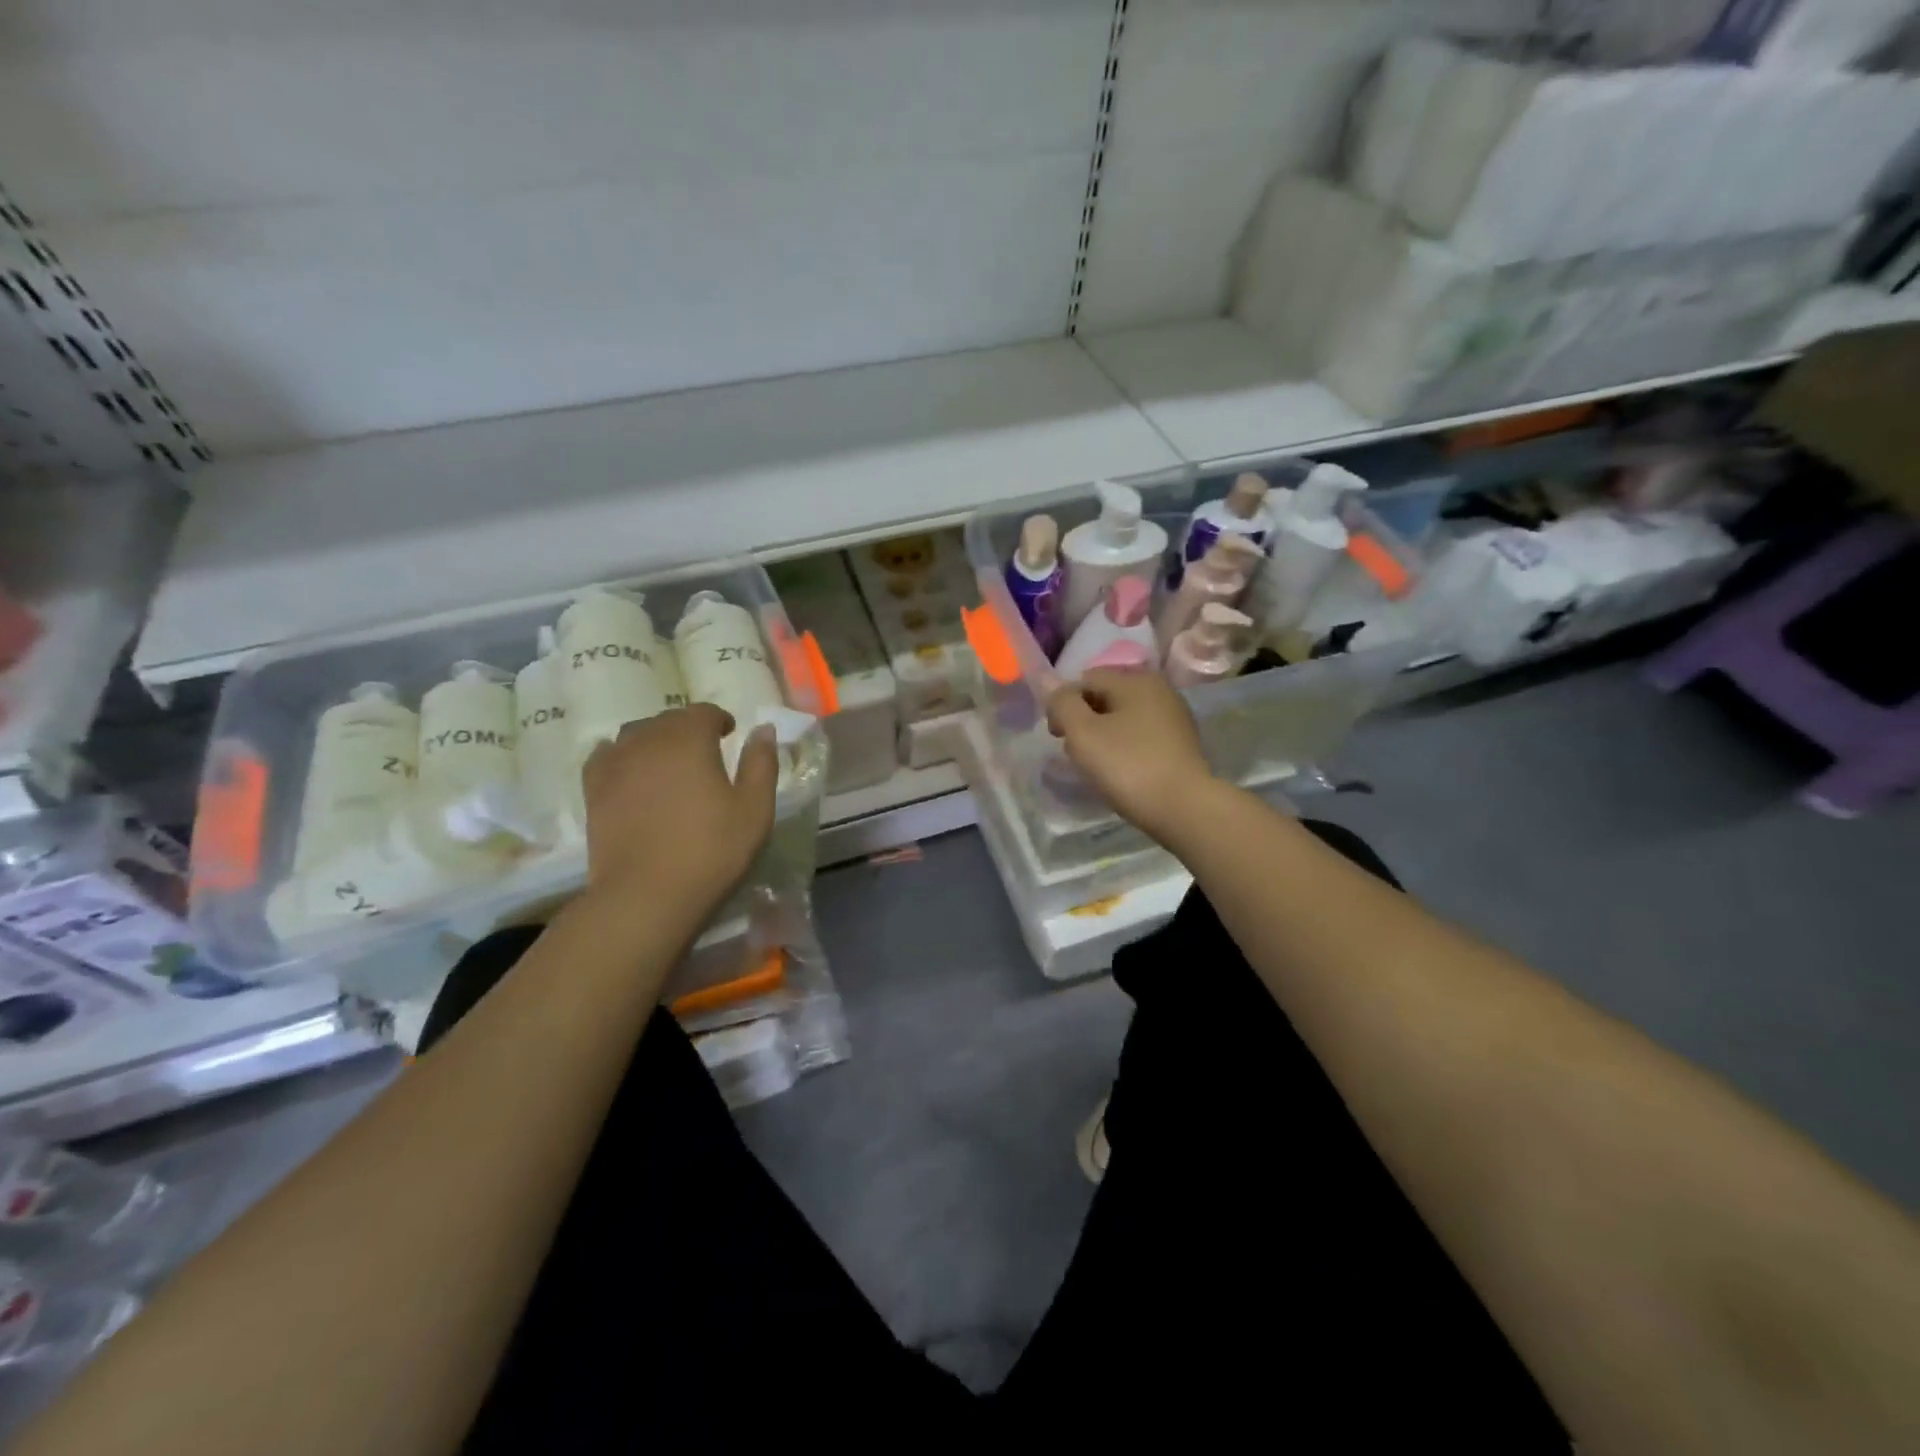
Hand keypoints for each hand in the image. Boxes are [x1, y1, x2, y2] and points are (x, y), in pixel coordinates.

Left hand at [580, 705, 777, 911]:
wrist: (646, 895)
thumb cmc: (711, 850)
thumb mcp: (755, 808)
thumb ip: (761, 763)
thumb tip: (763, 729)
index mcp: (689, 739)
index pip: (704, 712)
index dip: (719, 720)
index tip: (730, 735)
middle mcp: (648, 741)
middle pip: (669, 720)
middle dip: (688, 729)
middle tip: (705, 753)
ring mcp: (615, 764)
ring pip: (636, 734)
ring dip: (656, 740)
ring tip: (669, 763)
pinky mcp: (593, 791)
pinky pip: (605, 756)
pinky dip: (620, 755)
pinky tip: (629, 770)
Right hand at [1046, 668, 1217, 844]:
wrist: (1185, 809)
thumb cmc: (1129, 766)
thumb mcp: (1083, 734)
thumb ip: (1063, 704)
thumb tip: (1050, 683)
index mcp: (1135, 679)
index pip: (1085, 680)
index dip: (1063, 704)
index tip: (1057, 737)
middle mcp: (1159, 689)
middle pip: (1106, 696)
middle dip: (1084, 720)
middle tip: (1075, 752)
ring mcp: (1174, 716)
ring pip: (1124, 717)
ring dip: (1104, 735)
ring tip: (1098, 765)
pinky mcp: (1181, 743)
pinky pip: (1142, 735)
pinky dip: (1126, 747)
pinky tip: (1123, 771)